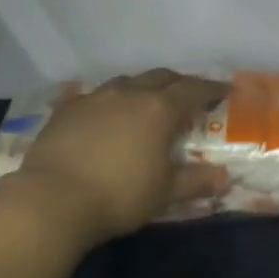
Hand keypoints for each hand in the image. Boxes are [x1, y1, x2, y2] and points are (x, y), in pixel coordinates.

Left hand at [3, 70, 229, 247]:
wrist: (52, 200)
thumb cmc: (119, 195)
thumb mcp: (165, 193)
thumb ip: (196, 181)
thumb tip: (225, 178)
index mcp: (159, 109)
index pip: (193, 90)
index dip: (211, 89)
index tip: (225, 91)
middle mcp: (129, 94)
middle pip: (160, 77)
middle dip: (178, 83)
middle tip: (188, 97)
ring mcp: (94, 98)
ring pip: (126, 83)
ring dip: (143, 88)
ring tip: (146, 104)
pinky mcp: (66, 110)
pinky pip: (95, 97)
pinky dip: (110, 102)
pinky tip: (106, 116)